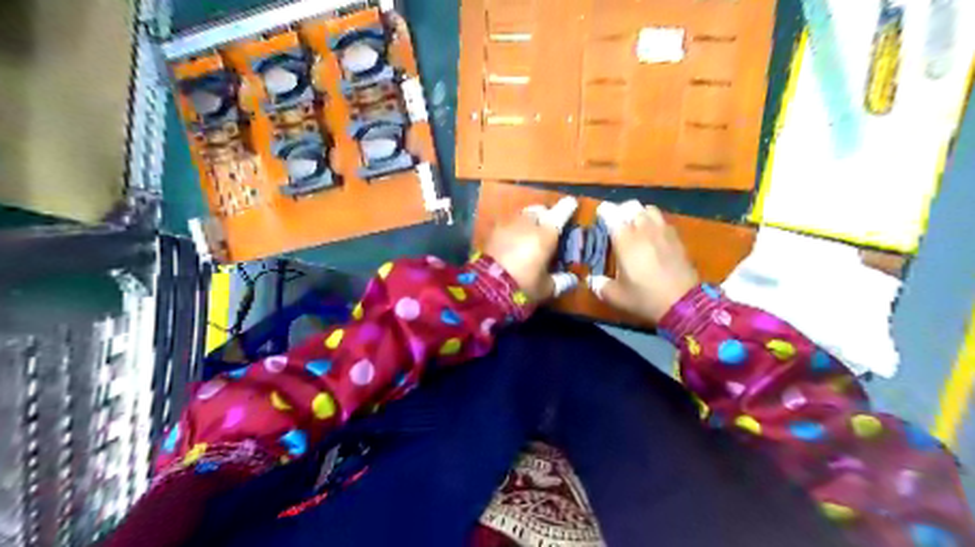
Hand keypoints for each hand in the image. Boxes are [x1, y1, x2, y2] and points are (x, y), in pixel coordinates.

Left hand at [482, 196, 577, 299]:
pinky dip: (511, 230)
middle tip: (545, 229)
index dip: (567, 207)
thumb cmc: (524, 285)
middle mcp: (528, 223)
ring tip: (527, 236)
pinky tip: (511, 243)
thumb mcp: (546, 288)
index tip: (571, 203)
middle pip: (539, 210)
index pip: (561, 213)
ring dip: (526, 222)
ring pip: (521, 215)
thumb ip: (561, 281)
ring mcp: (508, 224)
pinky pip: (506, 225)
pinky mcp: (492, 231)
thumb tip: (572, 279)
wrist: (487, 286)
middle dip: (544, 216)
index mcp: (547, 233)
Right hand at [587, 198, 701, 320]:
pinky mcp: (678, 238)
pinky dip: (655, 223)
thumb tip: (591, 280)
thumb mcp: (616, 296)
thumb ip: (600, 286)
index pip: (611, 213)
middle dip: (622, 210)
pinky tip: (653, 237)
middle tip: (616, 222)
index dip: (604, 211)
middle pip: (631, 206)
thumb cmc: (645, 298)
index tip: (600, 216)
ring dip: (640, 213)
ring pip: (649, 209)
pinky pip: (663, 221)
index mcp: (625, 239)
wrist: (684, 304)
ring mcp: (663, 231)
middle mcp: (644, 229)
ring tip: (636, 226)